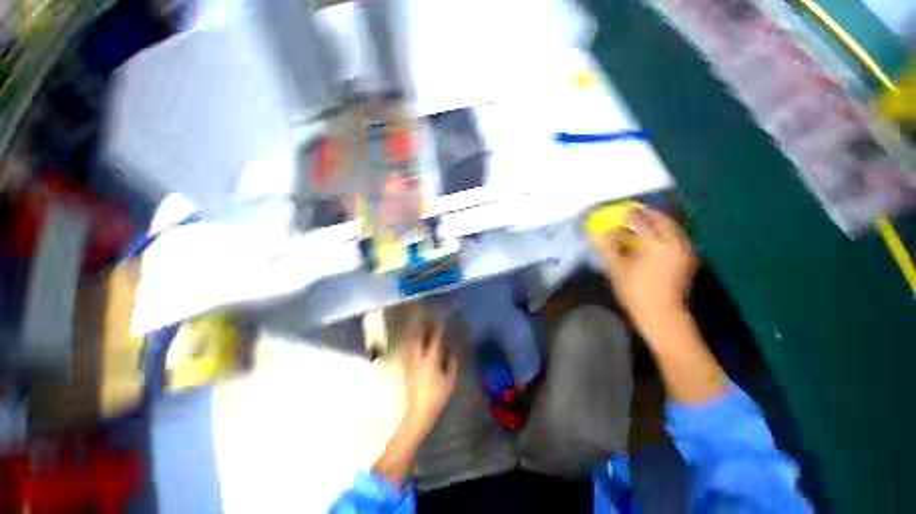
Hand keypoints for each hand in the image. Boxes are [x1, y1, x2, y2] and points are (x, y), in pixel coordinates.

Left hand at [400, 319, 457, 436]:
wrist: (418, 413)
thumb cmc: (437, 397)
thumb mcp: (450, 381)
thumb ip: (452, 364)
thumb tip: (452, 351)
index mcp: (431, 360)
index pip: (435, 341)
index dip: (438, 330)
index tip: (440, 322)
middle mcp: (419, 359)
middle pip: (418, 339)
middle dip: (421, 327)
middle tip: (423, 319)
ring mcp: (410, 364)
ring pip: (410, 344)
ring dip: (414, 334)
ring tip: (417, 327)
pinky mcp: (406, 369)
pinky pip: (406, 352)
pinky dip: (408, 344)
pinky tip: (410, 342)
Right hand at [597, 208, 697, 340]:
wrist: (662, 314)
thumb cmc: (635, 291)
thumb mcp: (616, 268)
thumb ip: (609, 247)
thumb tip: (603, 232)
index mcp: (654, 245)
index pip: (641, 222)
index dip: (630, 215)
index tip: (622, 212)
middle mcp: (673, 243)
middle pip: (662, 220)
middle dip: (648, 214)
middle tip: (635, 213)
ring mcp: (684, 250)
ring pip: (673, 227)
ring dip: (659, 221)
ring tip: (646, 222)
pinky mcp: (688, 258)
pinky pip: (677, 236)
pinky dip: (667, 231)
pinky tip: (657, 236)